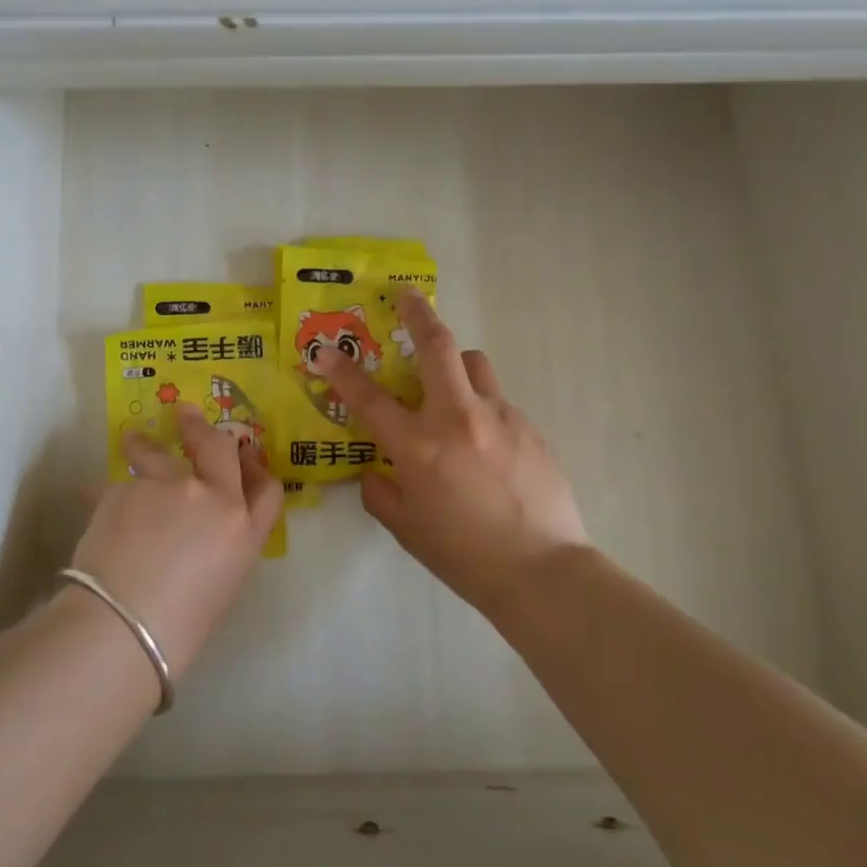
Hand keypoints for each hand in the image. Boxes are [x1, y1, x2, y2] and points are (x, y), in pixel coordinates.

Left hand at [68, 407, 283, 678]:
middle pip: (217, 446)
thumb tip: (202, 529)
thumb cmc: (180, 625)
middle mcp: (212, 496)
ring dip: (143, 443)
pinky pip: (116, 484)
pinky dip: (106, 492)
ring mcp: (168, 486)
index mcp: (244, 529)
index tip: (242, 458)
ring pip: (155, 451)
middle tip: (186, 415)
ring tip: (131, 440)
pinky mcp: (126, 487)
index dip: (257, 468)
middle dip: (201, 427)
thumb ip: (221, 545)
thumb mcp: (221, 585)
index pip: (267, 488)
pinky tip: (90, 499)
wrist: (126, 625)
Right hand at [311, 290, 589, 618]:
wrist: (542, 571)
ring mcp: (500, 417)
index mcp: (419, 447)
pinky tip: (484, 444)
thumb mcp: (406, 528)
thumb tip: (377, 470)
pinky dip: (479, 407)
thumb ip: (380, 492)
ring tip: (448, 387)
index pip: (369, 398)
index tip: (324, 349)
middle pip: (436, 346)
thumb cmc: (463, 555)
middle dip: (417, 314)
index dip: (342, 371)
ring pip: (474, 364)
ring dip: (453, 364)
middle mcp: (458, 418)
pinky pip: (497, 401)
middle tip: (406, 295)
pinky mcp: (529, 427)